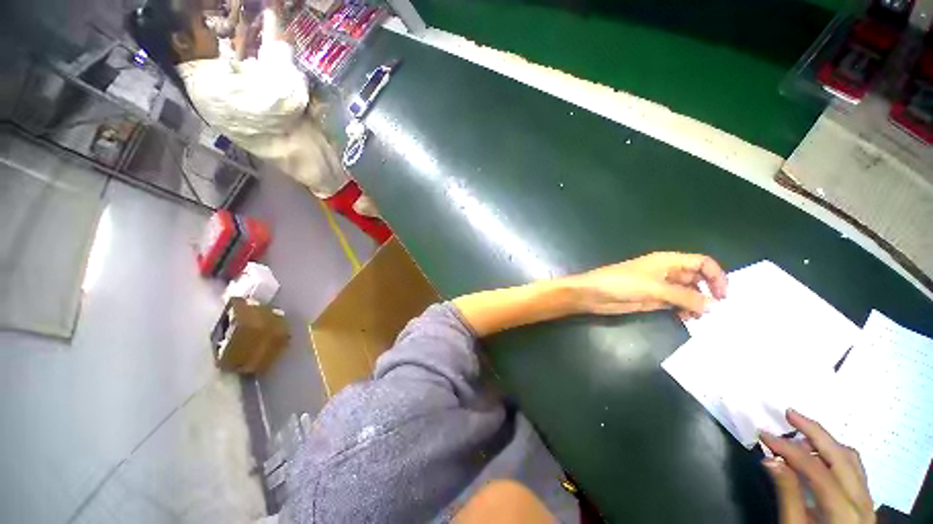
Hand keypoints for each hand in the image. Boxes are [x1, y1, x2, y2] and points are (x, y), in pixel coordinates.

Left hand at [568, 252, 726, 317]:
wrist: (593, 294)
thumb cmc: (622, 283)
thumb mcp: (654, 288)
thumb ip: (684, 296)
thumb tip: (713, 305)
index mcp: (668, 261)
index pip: (701, 262)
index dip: (715, 276)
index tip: (723, 296)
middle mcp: (666, 272)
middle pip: (696, 279)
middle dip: (707, 292)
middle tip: (713, 311)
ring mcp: (659, 286)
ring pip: (687, 293)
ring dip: (696, 304)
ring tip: (698, 318)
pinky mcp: (652, 299)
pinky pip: (675, 303)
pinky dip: (683, 310)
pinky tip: (684, 319)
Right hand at [761, 410, 874, 523]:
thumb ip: (788, 495)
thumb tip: (770, 460)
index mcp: (844, 511)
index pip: (816, 469)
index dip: (788, 449)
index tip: (764, 434)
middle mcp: (862, 500)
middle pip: (840, 456)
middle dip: (814, 431)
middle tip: (789, 413)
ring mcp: (868, 499)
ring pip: (850, 459)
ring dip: (824, 441)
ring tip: (801, 431)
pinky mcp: (866, 498)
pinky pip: (855, 467)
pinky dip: (835, 452)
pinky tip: (819, 451)